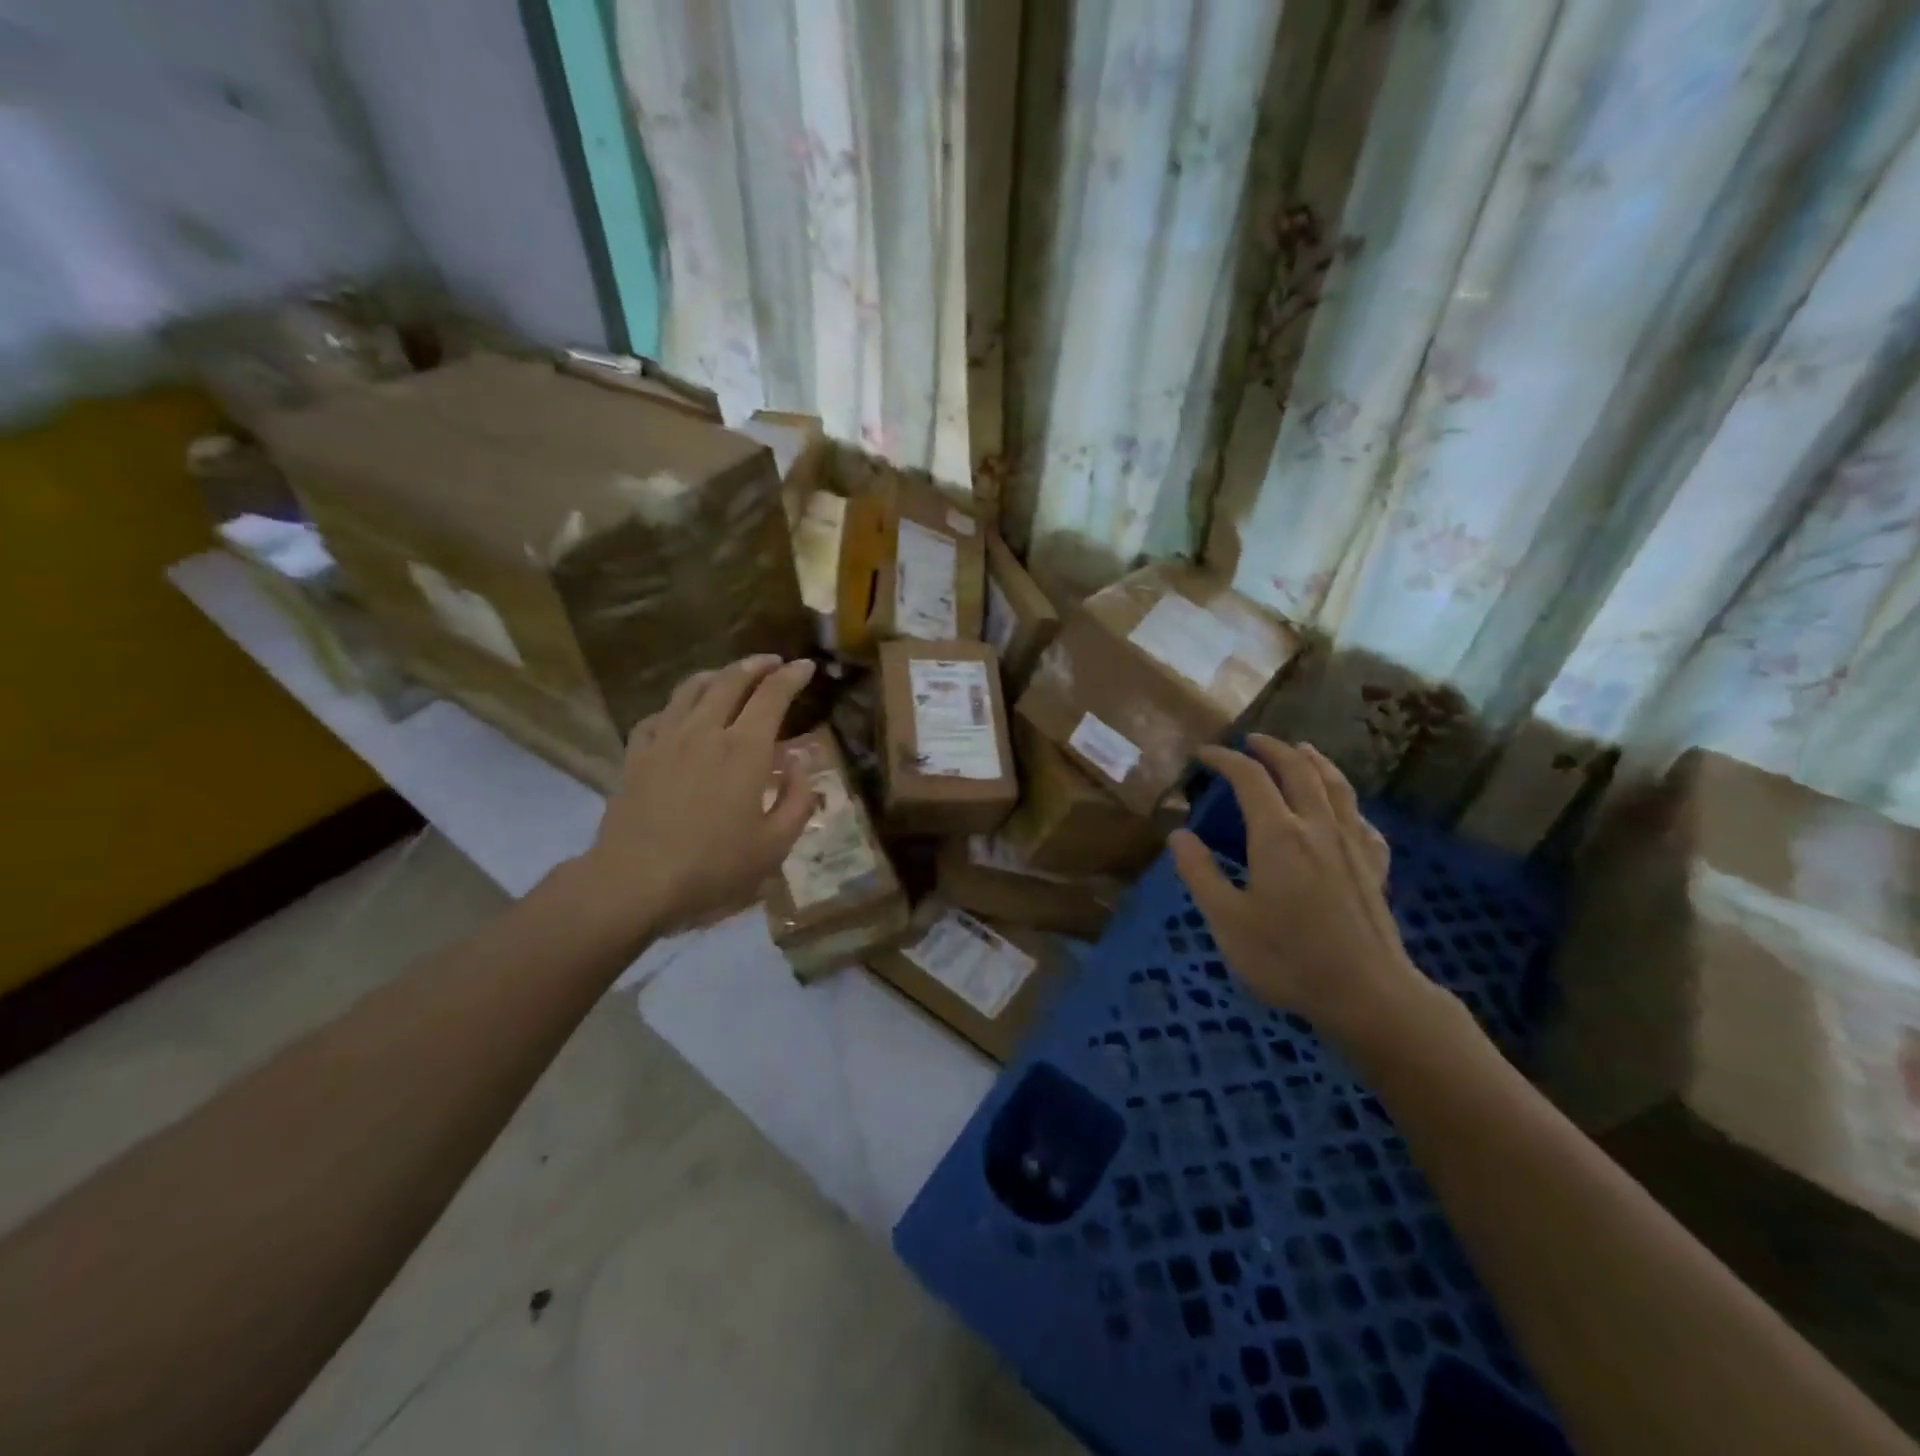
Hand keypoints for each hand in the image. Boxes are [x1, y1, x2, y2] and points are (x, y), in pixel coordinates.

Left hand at [576, 655, 818, 938]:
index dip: (792, 676)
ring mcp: (666, 739)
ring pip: (692, 688)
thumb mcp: (775, 844)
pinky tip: (681, 714)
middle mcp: (706, 730)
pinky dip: (678, 705)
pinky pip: (659, 714)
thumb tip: (801, 762)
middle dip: (757, 665)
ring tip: (730, 675)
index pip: (773, 695)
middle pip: (731, 680)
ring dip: (717, 675)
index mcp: (745, 749)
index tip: (806, 666)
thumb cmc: (714, 866)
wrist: (636, 880)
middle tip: (773, 662)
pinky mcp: (637, 754)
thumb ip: (797, 799)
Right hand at [1169, 736, 1442, 1052]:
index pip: (1249, 778)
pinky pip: (1362, 820)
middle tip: (1251, 740)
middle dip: (1272, 748)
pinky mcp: (1375, 867)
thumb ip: (1200, 873)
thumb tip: (1179, 834)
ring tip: (1302, 750)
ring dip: (1315, 761)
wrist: (1368, 994)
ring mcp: (1352, 845)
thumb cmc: (1288, 958)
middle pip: (1298, 769)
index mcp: (1277, 835)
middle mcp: (1317, 827)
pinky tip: (1343, 812)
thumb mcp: (1227, 920)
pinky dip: (1347, 804)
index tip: (1204, 754)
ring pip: (1336, 786)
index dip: (1225, 759)